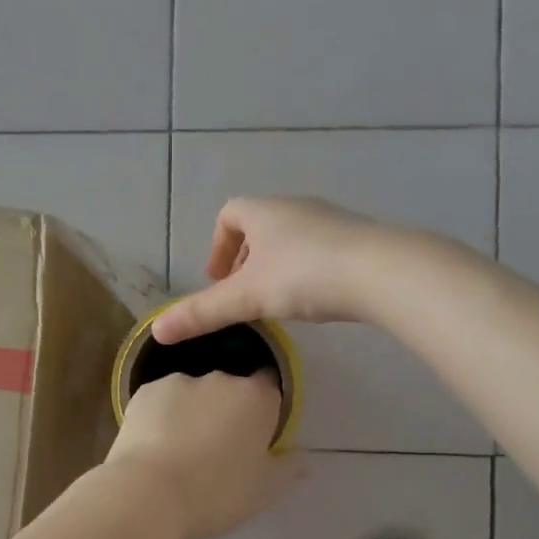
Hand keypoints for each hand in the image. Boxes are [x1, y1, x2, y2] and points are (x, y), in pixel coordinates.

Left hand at [104, 370, 297, 538]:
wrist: (148, 495)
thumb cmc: (215, 493)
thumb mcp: (264, 491)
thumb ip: (288, 468)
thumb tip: (300, 454)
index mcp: (256, 398)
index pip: (270, 386)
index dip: (265, 408)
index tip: (256, 433)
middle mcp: (220, 378)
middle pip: (231, 388)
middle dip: (227, 410)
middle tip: (217, 448)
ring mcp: (179, 381)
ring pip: (194, 393)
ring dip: (193, 411)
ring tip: (180, 449)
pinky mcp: (144, 392)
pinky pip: (162, 400)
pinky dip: (162, 415)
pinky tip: (155, 444)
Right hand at [152, 197, 405, 343]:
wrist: (381, 272)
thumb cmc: (304, 275)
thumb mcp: (247, 297)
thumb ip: (203, 313)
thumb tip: (157, 331)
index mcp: (263, 212)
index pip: (229, 215)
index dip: (217, 246)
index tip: (218, 279)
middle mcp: (295, 207)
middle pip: (260, 225)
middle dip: (246, 258)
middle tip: (243, 294)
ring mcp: (330, 220)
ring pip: (292, 237)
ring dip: (277, 264)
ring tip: (277, 300)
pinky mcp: (357, 238)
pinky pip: (321, 248)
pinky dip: (307, 268)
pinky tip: (315, 297)